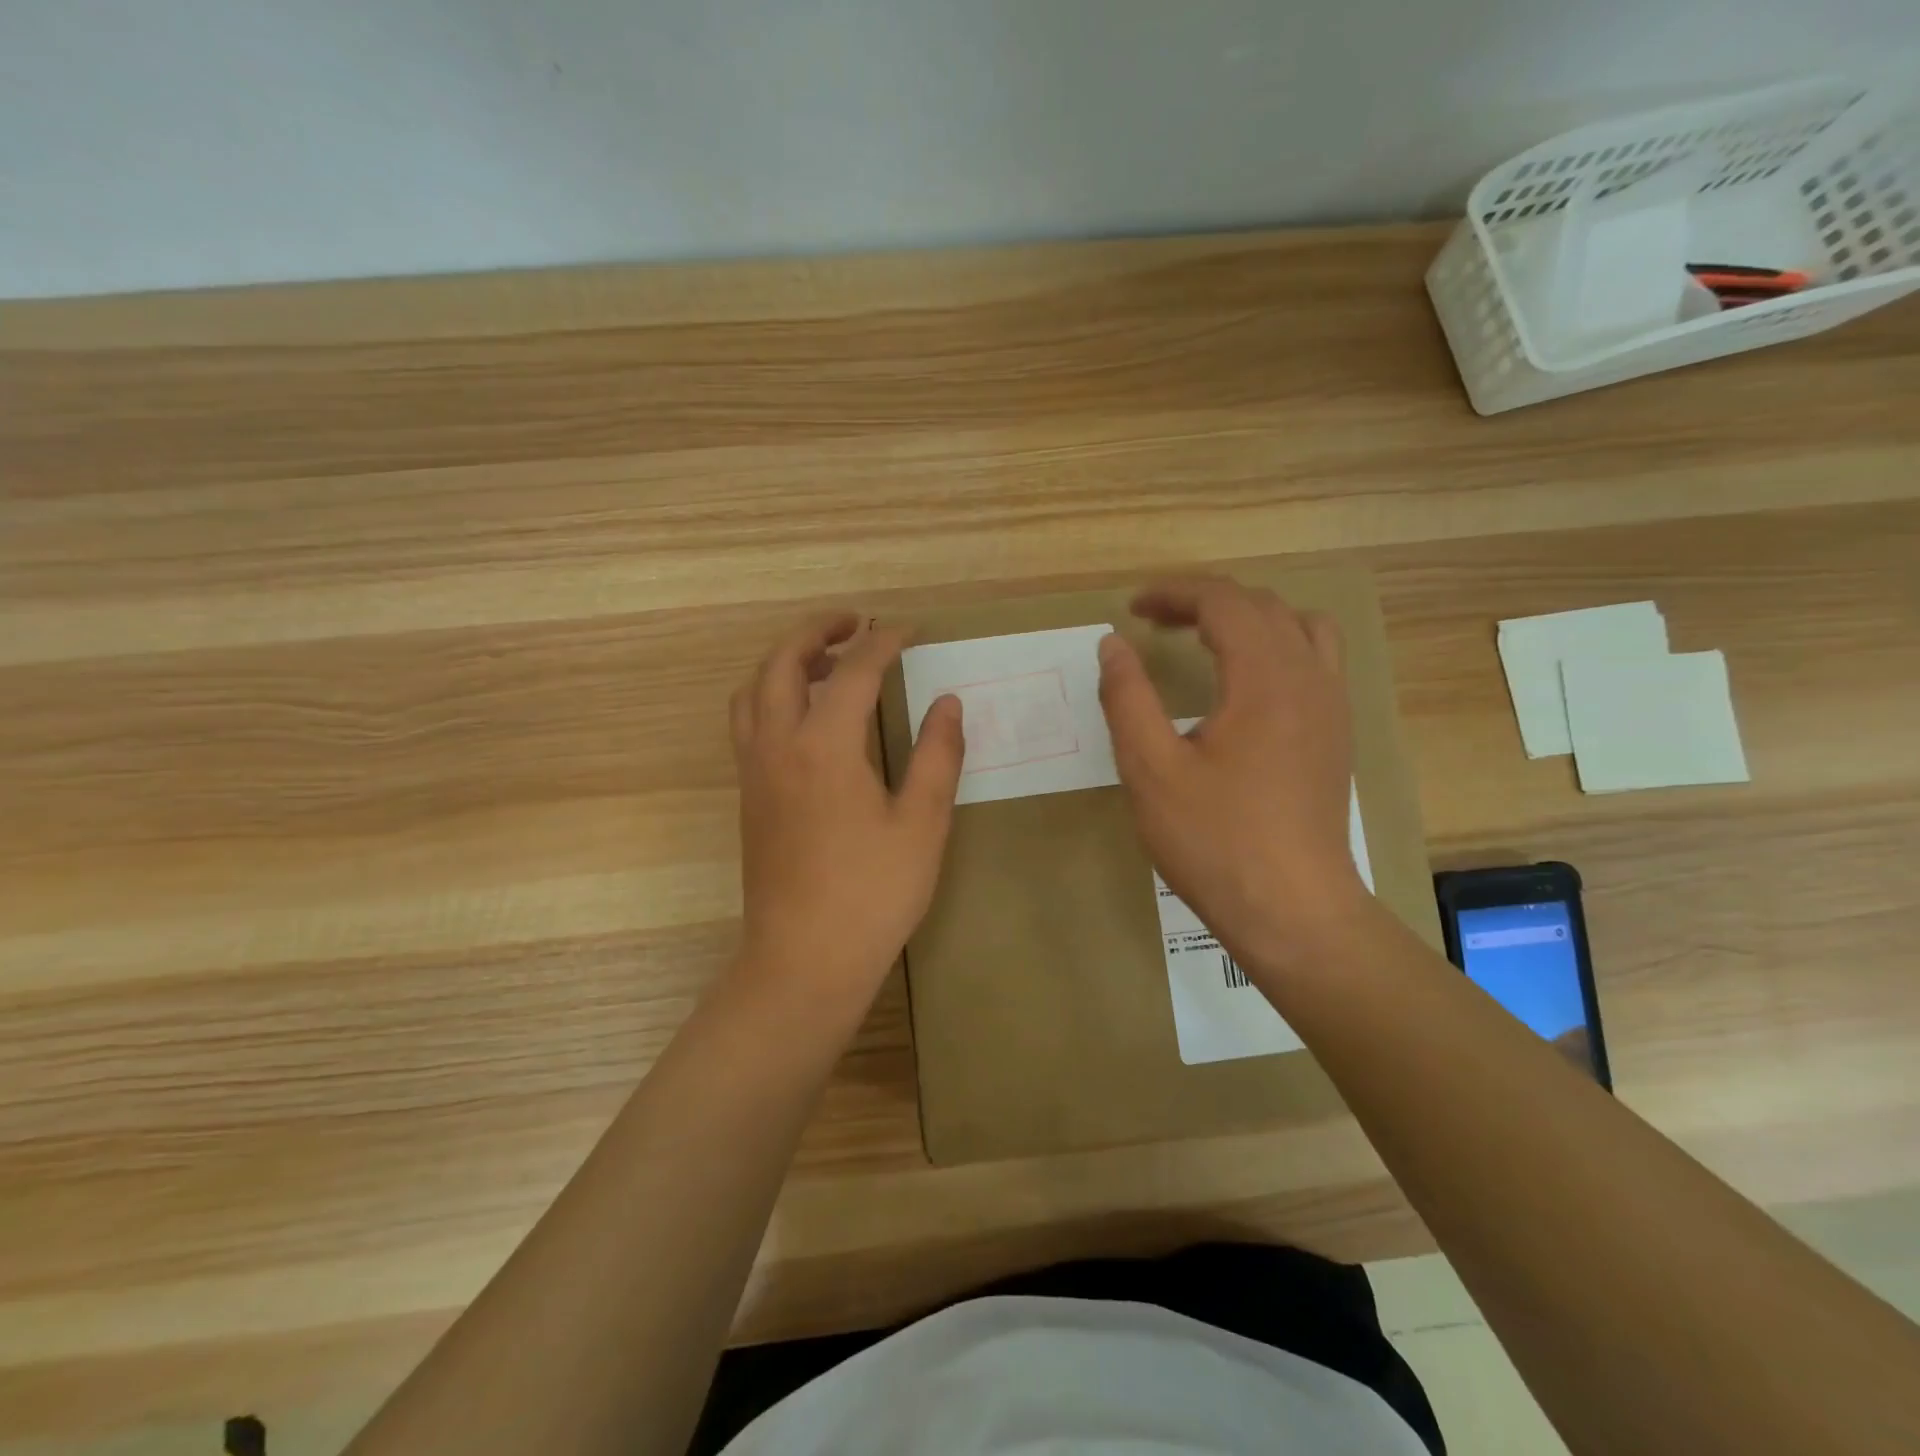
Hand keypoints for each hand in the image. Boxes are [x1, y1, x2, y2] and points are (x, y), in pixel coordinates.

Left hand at [729, 613, 963, 1019]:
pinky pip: (748, 721)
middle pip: (781, 663)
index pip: (853, 671)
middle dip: (816, 632)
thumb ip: (937, 755)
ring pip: (753, 690)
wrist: (804, 959)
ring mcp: (755, 771)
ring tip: (825, 662)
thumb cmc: (872, 893)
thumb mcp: (923, 824)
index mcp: (824, 746)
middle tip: (854, 623)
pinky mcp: (749, 796)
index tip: (910, 629)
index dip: (884, 642)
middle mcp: (778, 745)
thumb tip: (947, 703)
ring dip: (785, 661)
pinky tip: (806, 717)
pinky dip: (771, 694)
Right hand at [1097, 578, 1373, 977]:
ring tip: (1203, 639)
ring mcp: (1332, 705)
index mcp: (1266, 678)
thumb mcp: (1151, 770)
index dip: (1174, 594)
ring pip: (1297, 626)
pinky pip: (1315, 659)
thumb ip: (1127, 698)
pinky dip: (1275, 645)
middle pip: (1261, 606)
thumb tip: (1113, 645)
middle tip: (1153, 622)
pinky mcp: (1337, 733)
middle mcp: (1310, 677)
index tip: (1131, 609)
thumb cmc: (1214, 841)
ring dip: (1246, 618)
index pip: (1224, 602)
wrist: (1292, 909)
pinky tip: (1244, 682)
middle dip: (1204, 602)